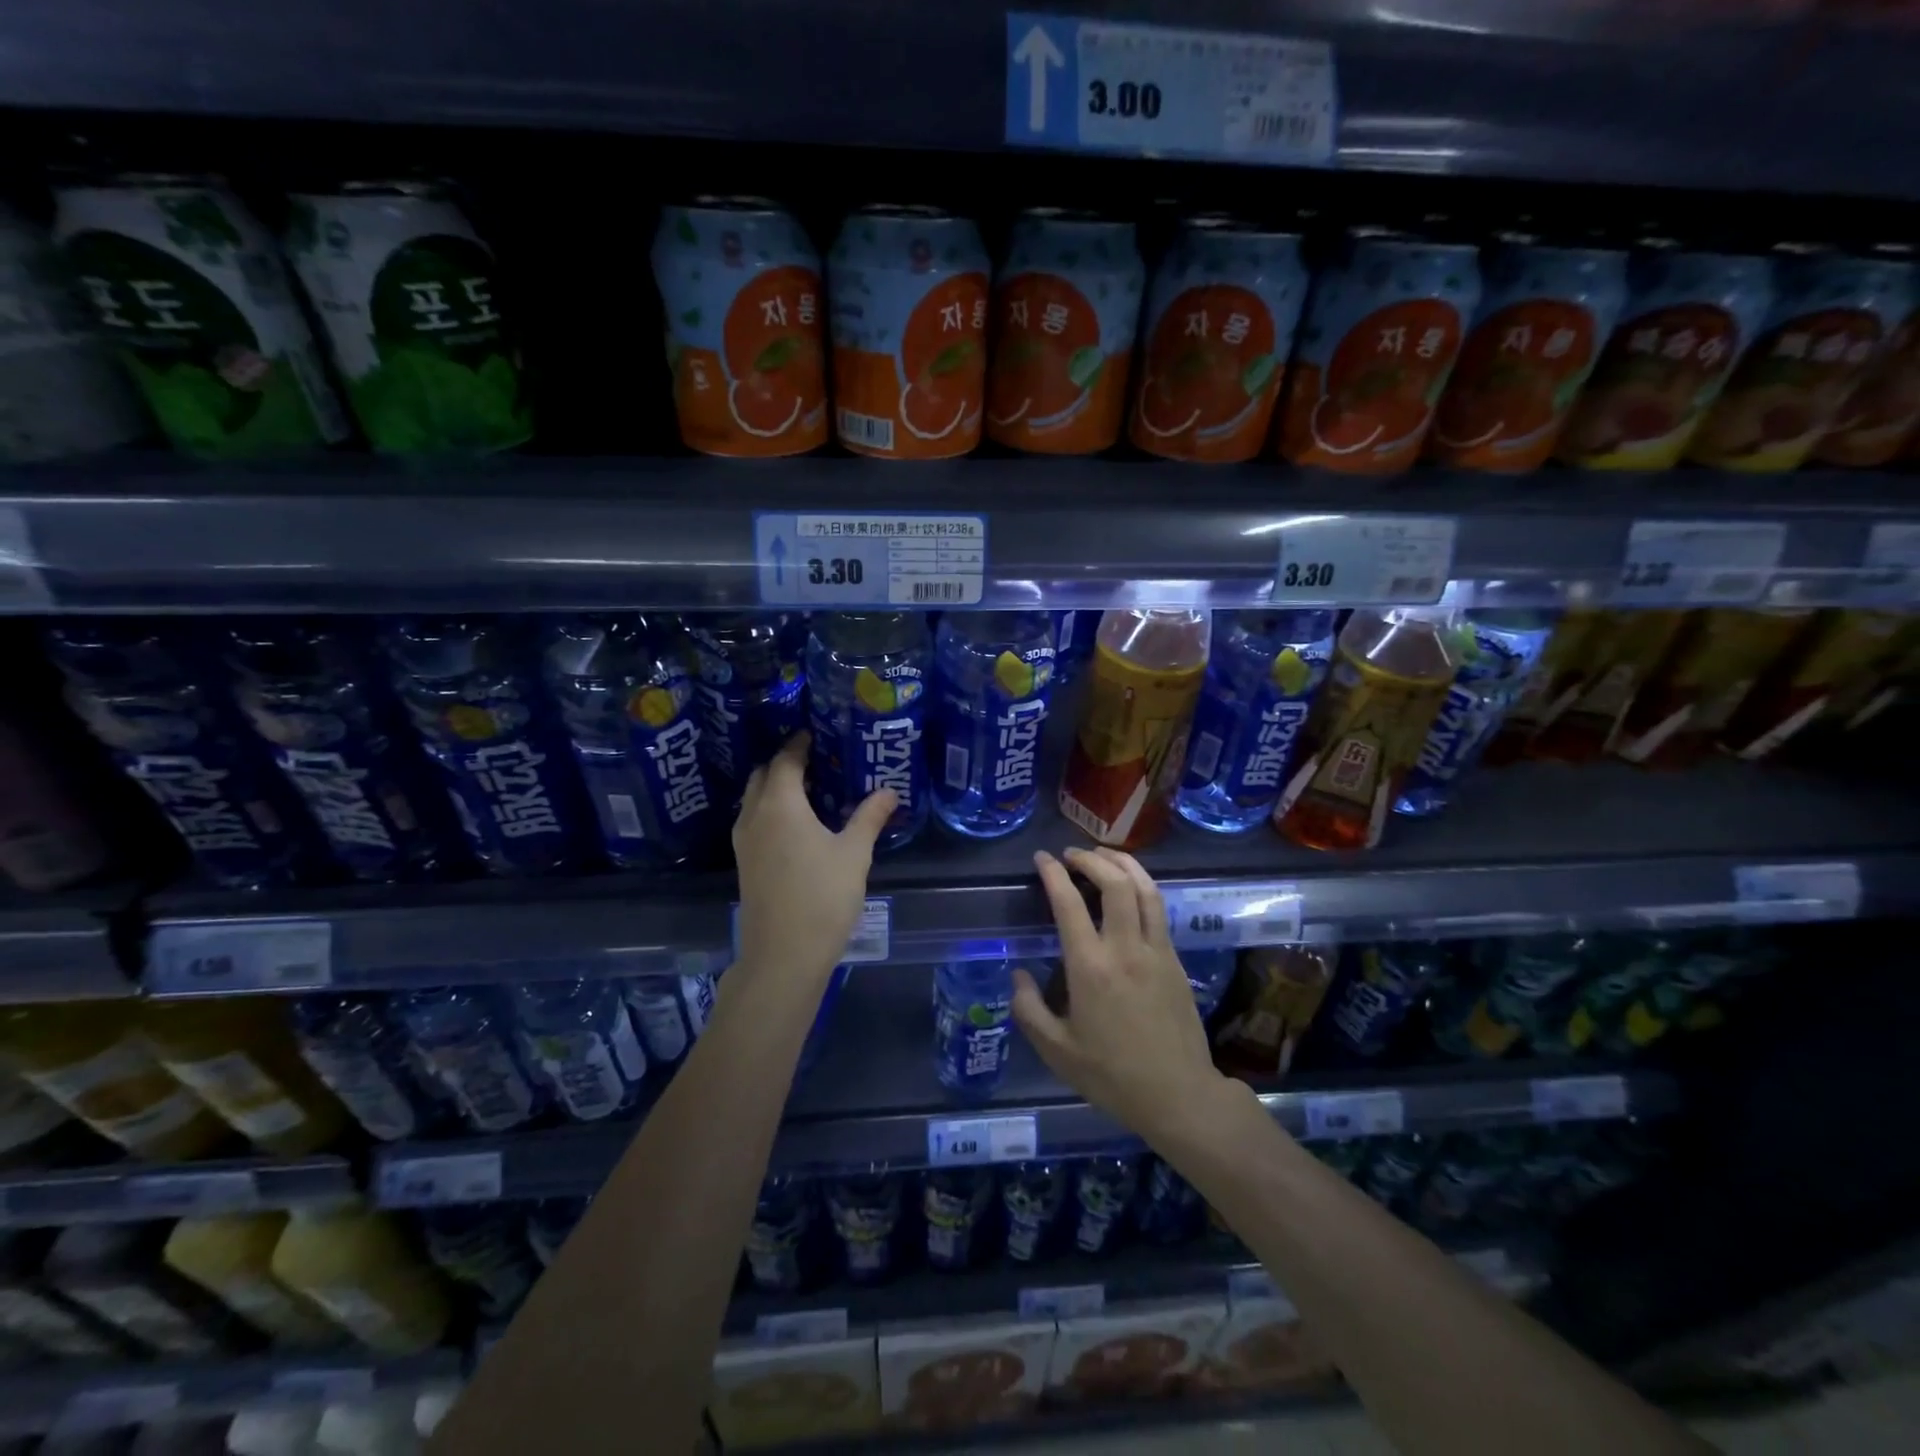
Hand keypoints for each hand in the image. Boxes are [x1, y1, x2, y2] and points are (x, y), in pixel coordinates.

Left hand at [731, 733, 895, 995]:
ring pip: (754, 799)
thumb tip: (890, 791)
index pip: (785, 760)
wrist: (783, 955)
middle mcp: (754, 816)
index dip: (799, 744)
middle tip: (816, 759)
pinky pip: (754, 820)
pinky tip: (797, 823)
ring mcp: (744, 841)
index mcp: (780, 805)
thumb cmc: (822, 897)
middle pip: (763, 775)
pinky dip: (771, 809)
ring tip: (809, 788)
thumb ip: (870, 817)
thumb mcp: (854, 854)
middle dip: (785, 762)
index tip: (815, 734)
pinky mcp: (744, 863)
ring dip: (775, 787)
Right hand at [1011, 847, 1232, 1147]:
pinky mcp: (1175, 960)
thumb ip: (1029, 1009)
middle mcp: (1125, 948)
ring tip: (1103, 856)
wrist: (1178, 1095)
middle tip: (1072, 854)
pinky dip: (1142, 886)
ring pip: (1145, 889)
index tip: (1042, 858)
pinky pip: (1158, 909)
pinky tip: (1131, 889)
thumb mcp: (1056, 1050)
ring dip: (1123, 864)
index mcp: (1090, 968)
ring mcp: (1156, 951)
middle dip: (1092, 859)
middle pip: (1115, 883)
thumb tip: (1018, 973)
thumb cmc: (1111, 1075)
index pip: (1069, 903)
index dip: (1053, 873)